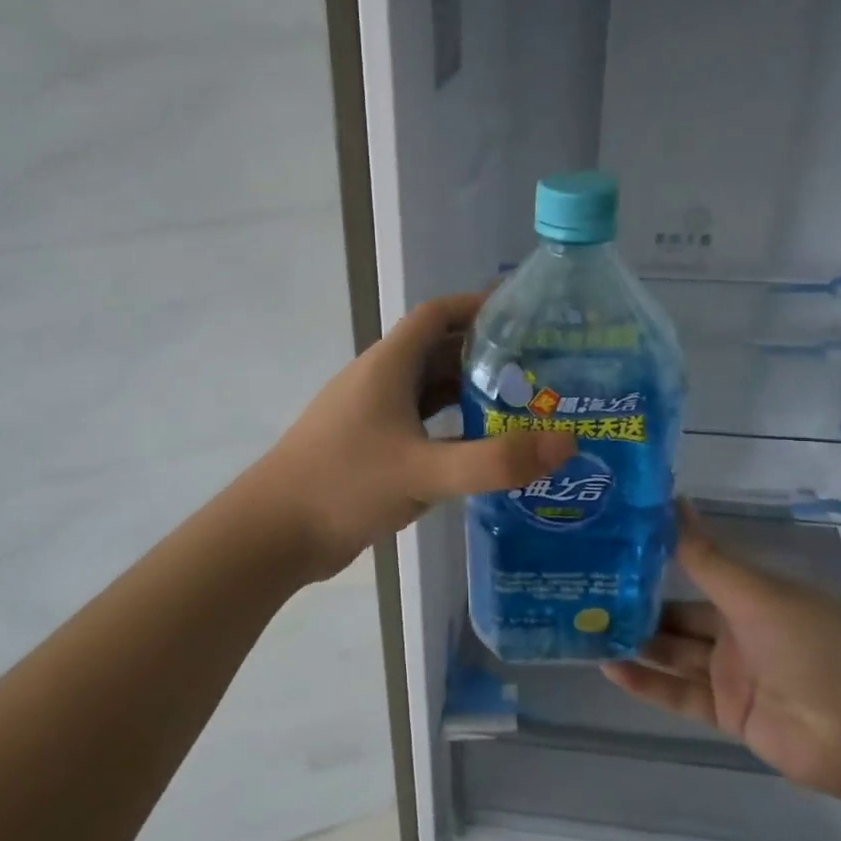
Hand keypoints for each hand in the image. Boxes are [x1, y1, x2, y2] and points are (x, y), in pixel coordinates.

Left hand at [255, 293, 575, 580]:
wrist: (274, 533)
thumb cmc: (344, 485)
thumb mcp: (423, 471)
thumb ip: (494, 461)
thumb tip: (567, 442)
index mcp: (389, 365)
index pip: (438, 314)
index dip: (479, 307)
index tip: (528, 318)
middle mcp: (381, 382)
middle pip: (441, 353)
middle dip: (489, 357)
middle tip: (542, 372)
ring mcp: (374, 417)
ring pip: (431, 393)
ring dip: (472, 396)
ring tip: (525, 410)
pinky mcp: (372, 450)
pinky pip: (422, 427)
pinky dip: (453, 431)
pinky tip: (482, 452)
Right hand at [602, 504, 840, 797]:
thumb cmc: (815, 646)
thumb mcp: (756, 595)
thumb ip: (705, 557)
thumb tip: (671, 500)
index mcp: (752, 595)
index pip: (696, 573)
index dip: (657, 563)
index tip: (611, 550)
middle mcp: (739, 631)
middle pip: (680, 617)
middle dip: (639, 608)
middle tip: (587, 595)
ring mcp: (734, 675)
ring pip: (675, 655)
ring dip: (637, 645)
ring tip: (588, 629)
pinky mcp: (729, 714)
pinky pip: (681, 695)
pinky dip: (648, 685)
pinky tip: (610, 669)